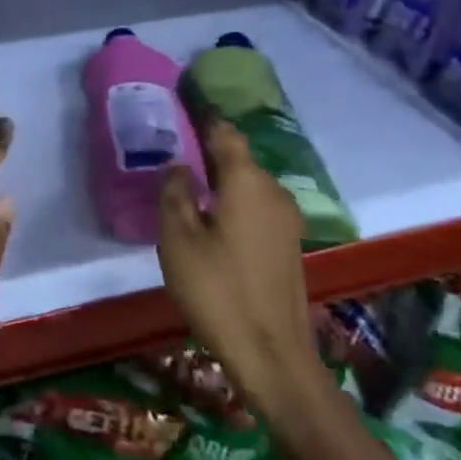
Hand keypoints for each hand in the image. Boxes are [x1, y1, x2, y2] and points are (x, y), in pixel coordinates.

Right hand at [157, 118, 317, 415]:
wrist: (272, 353)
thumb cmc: (217, 290)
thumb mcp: (178, 239)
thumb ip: (174, 193)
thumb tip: (178, 166)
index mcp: (246, 182)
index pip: (225, 133)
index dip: (203, 118)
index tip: (180, 105)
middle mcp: (273, 192)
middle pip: (238, 158)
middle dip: (208, 151)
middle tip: (172, 152)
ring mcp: (286, 219)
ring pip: (248, 184)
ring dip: (221, 180)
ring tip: (187, 186)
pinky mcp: (288, 244)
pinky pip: (256, 206)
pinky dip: (233, 202)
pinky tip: (211, 219)